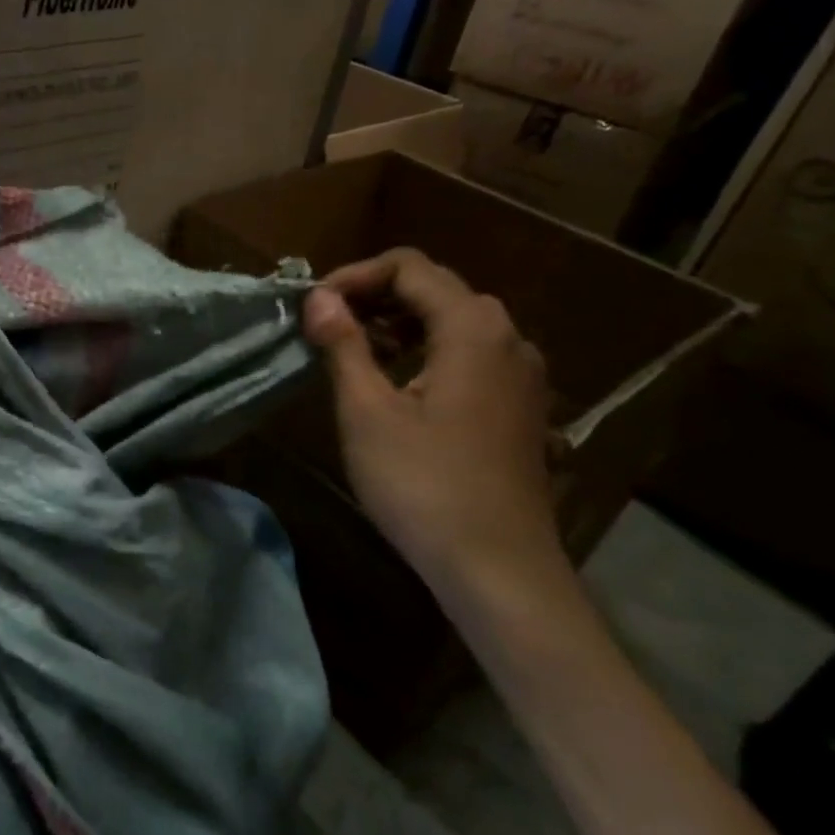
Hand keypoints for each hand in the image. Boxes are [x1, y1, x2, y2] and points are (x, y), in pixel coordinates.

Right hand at [302, 249, 565, 604]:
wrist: (497, 567)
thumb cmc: (423, 483)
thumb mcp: (367, 410)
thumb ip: (343, 344)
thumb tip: (320, 297)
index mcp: (472, 327)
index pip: (409, 267)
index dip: (355, 276)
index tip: (313, 306)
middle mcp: (507, 336)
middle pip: (435, 288)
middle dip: (375, 296)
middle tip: (326, 325)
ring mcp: (521, 373)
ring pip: (454, 321)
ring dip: (400, 323)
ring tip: (353, 351)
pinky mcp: (520, 404)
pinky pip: (469, 353)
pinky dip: (426, 350)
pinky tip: (397, 383)